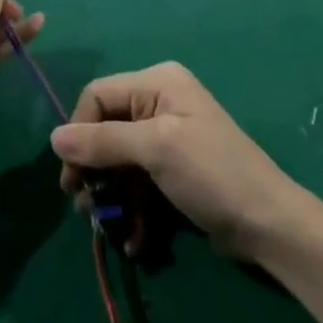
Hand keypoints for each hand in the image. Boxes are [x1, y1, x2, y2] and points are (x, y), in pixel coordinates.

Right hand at [50, 62, 307, 261]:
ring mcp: (168, 137)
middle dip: (93, 170)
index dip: (79, 132)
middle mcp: (159, 102)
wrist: (268, 223)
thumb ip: (104, 141)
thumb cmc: (211, 173)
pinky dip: (132, 210)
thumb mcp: (156, 150)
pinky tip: (134, 240)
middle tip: (82, 207)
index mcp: (157, 83)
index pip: (98, 95)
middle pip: (106, 129)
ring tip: (106, 228)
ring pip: (119, 161)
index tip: (72, 176)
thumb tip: (54, 137)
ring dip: (110, 196)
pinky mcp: (174, 170)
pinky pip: (139, 182)